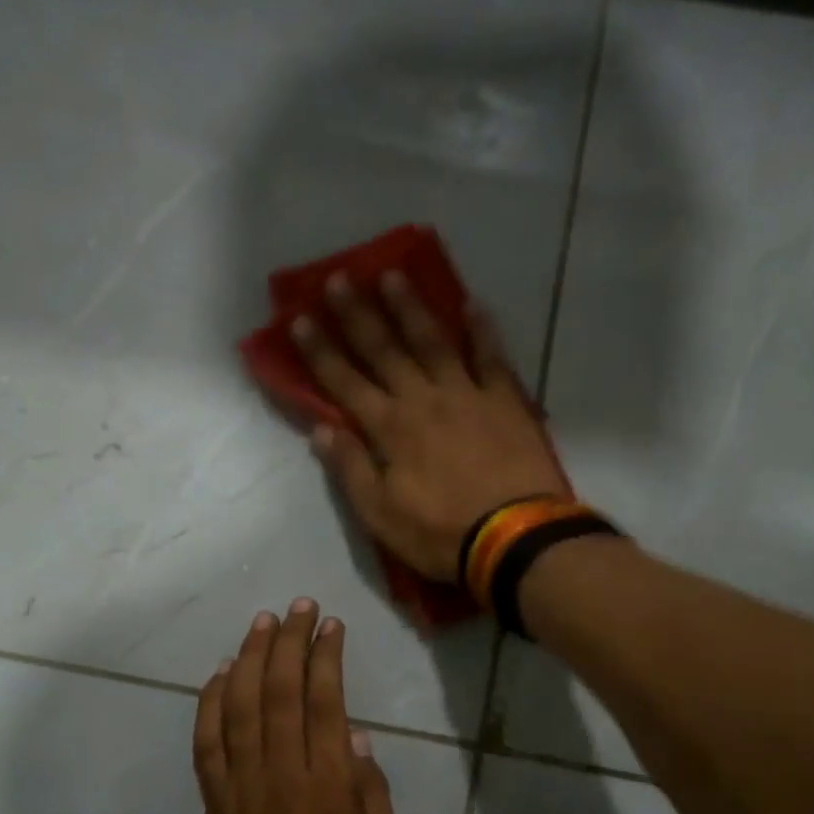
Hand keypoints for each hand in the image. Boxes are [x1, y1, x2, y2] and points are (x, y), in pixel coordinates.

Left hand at [191, 599, 399, 813]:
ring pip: (238, 707)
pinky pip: (206, 743)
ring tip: (261, 623)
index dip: (326, 657)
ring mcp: (240, 787)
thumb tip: (360, 740)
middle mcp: (281, 775)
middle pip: (280, 691)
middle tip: (299, 607)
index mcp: (327, 788)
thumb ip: (374, 800)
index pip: (325, 703)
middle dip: (289, 641)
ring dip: (248, 658)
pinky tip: (217, 674)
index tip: (330, 626)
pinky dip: (208, 704)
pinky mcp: (212, 802)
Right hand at [292, 271, 567, 580]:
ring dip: (409, 308)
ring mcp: (466, 395)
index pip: (344, 382)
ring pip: (432, 341)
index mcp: (389, 429)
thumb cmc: (440, 533)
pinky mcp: (504, 401)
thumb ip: (350, 469)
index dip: (320, 351)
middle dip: (357, 314)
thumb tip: (320, 430)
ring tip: (392, 275)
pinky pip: (491, 357)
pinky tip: (472, 304)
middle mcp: (422, 400)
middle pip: (384, 350)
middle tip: (339, 278)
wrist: (514, 538)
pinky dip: (481, 330)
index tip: (299, 318)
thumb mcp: (381, 515)